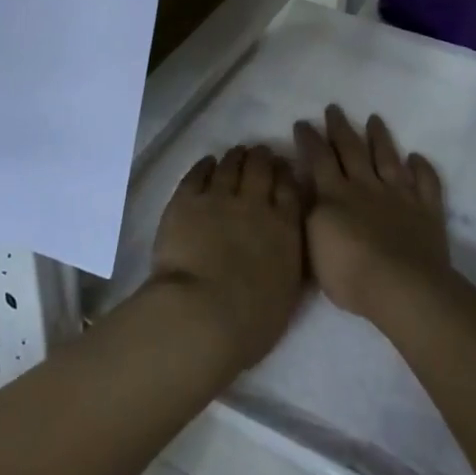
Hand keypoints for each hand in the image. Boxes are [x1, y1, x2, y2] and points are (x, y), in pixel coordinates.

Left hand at [149, 144, 305, 373]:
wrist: (201, 315)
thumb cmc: (250, 321)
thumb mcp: (287, 293)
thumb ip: (288, 260)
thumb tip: (285, 245)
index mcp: (284, 228)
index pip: (289, 189)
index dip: (286, 173)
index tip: (283, 167)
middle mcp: (254, 204)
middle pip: (260, 168)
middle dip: (262, 157)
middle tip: (260, 153)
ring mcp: (218, 198)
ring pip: (230, 166)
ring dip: (235, 157)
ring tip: (236, 154)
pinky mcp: (185, 201)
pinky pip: (197, 174)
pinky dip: (204, 165)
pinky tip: (207, 163)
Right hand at [297, 106, 450, 325]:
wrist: (402, 287)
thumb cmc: (350, 274)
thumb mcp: (312, 246)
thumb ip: (308, 212)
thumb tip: (305, 187)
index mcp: (335, 195)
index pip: (319, 159)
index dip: (309, 139)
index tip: (303, 122)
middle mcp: (366, 186)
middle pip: (352, 149)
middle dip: (340, 128)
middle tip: (334, 108)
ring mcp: (399, 196)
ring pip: (388, 158)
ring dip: (380, 137)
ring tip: (374, 119)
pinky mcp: (426, 210)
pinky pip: (425, 182)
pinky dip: (422, 168)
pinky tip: (417, 158)